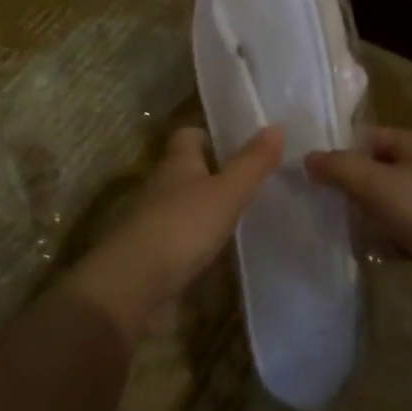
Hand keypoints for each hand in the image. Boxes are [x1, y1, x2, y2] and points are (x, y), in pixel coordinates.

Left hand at [67, 125, 283, 338]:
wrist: (134, 284)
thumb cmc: (182, 226)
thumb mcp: (226, 192)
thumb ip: (252, 163)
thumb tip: (277, 126)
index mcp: (176, 162)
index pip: (189, 135)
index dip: (212, 135)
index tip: (241, 144)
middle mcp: (161, 185)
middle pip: (187, 170)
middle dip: (216, 172)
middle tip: (255, 180)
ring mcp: (154, 220)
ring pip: (185, 204)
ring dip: (208, 207)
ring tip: (247, 214)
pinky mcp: (154, 254)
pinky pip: (181, 237)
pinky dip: (200, 239)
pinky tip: (223, 249)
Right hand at [305, 129, 411, 274]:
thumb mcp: (373, 181)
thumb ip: (338, 167)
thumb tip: (308, 158)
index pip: (373, 137)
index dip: (345, 152)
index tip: (319, 173)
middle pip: (381, 169)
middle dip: (356, 186)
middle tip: (329, 202)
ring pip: (392, 200)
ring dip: (371, 213)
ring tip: (347, 226)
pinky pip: (406, 227)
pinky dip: (389, 235)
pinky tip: (373, 248)